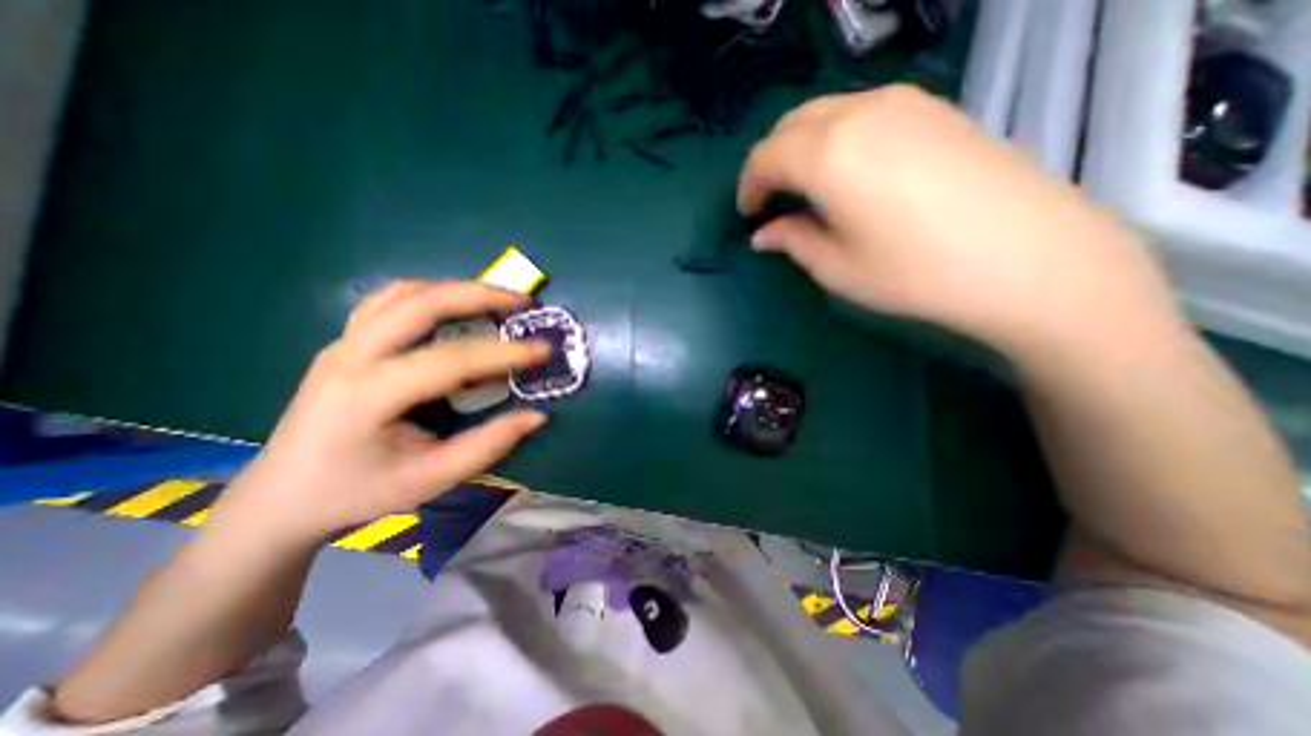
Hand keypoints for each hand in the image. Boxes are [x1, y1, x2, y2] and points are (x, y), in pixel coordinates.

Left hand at [211, 282, 548, 545]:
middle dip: (479, 295)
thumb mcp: (430, 479)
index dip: (504, 353)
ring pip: (403, 294)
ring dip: (455, 290)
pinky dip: (429, 296)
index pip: (451, 359)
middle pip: (421, 303)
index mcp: (367, 394)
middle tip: (522, 302)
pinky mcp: (344, 343)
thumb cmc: (356, 493)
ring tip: (495, 301)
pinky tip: (453, 310)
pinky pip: (389, 302)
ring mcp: (342, 344)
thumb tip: (537, 416)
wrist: (280, 498)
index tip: (544, 350)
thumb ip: (488, 445)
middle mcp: (350, 356)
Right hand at [736, 87, 1178, 357]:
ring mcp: (904, 103)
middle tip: (771, 199)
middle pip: (792, 124)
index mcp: (827, 153)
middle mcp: (860, 112)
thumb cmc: (914, 272)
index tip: (748, 215)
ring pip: (828, 111)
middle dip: (771, 161)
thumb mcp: (836, 267)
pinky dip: (838, 137)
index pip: (766, 156)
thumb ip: (792, 240)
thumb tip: (763, 234)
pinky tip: (849, 171)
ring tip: (806, 186)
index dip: (749, 187)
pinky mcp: (936, 109)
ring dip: (803, 146)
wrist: (1028, 258)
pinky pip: (864, 112)